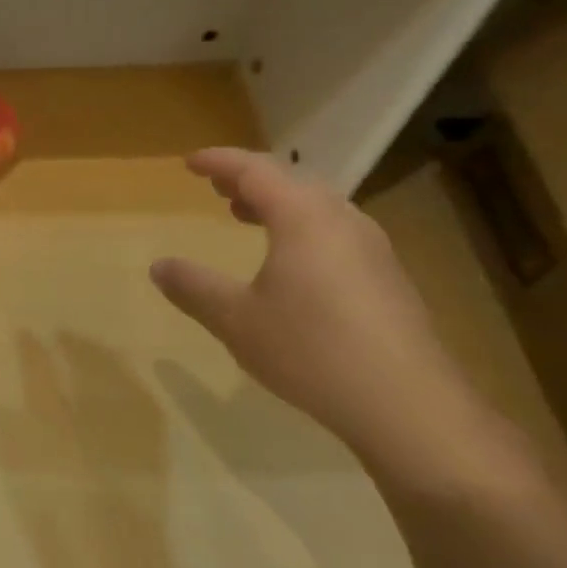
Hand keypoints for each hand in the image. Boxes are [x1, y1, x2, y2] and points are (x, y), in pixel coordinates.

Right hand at [150, 149, 480, 468]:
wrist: (407, 405)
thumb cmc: (310, 349)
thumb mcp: (235, 319)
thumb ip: (193, 287)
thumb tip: (159, 266)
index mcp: (303, 217)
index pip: (255, 170)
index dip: (220, 162)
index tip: (190, 163)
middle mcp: (342, 221)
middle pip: (291, 181)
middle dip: (250, 180)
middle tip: (217, 188)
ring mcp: (373, 249)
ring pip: (318, 207)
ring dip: (277, 204)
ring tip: (247, 216)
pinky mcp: (387, 279)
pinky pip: (334, 232)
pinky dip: (301, 228)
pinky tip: (290, 262)